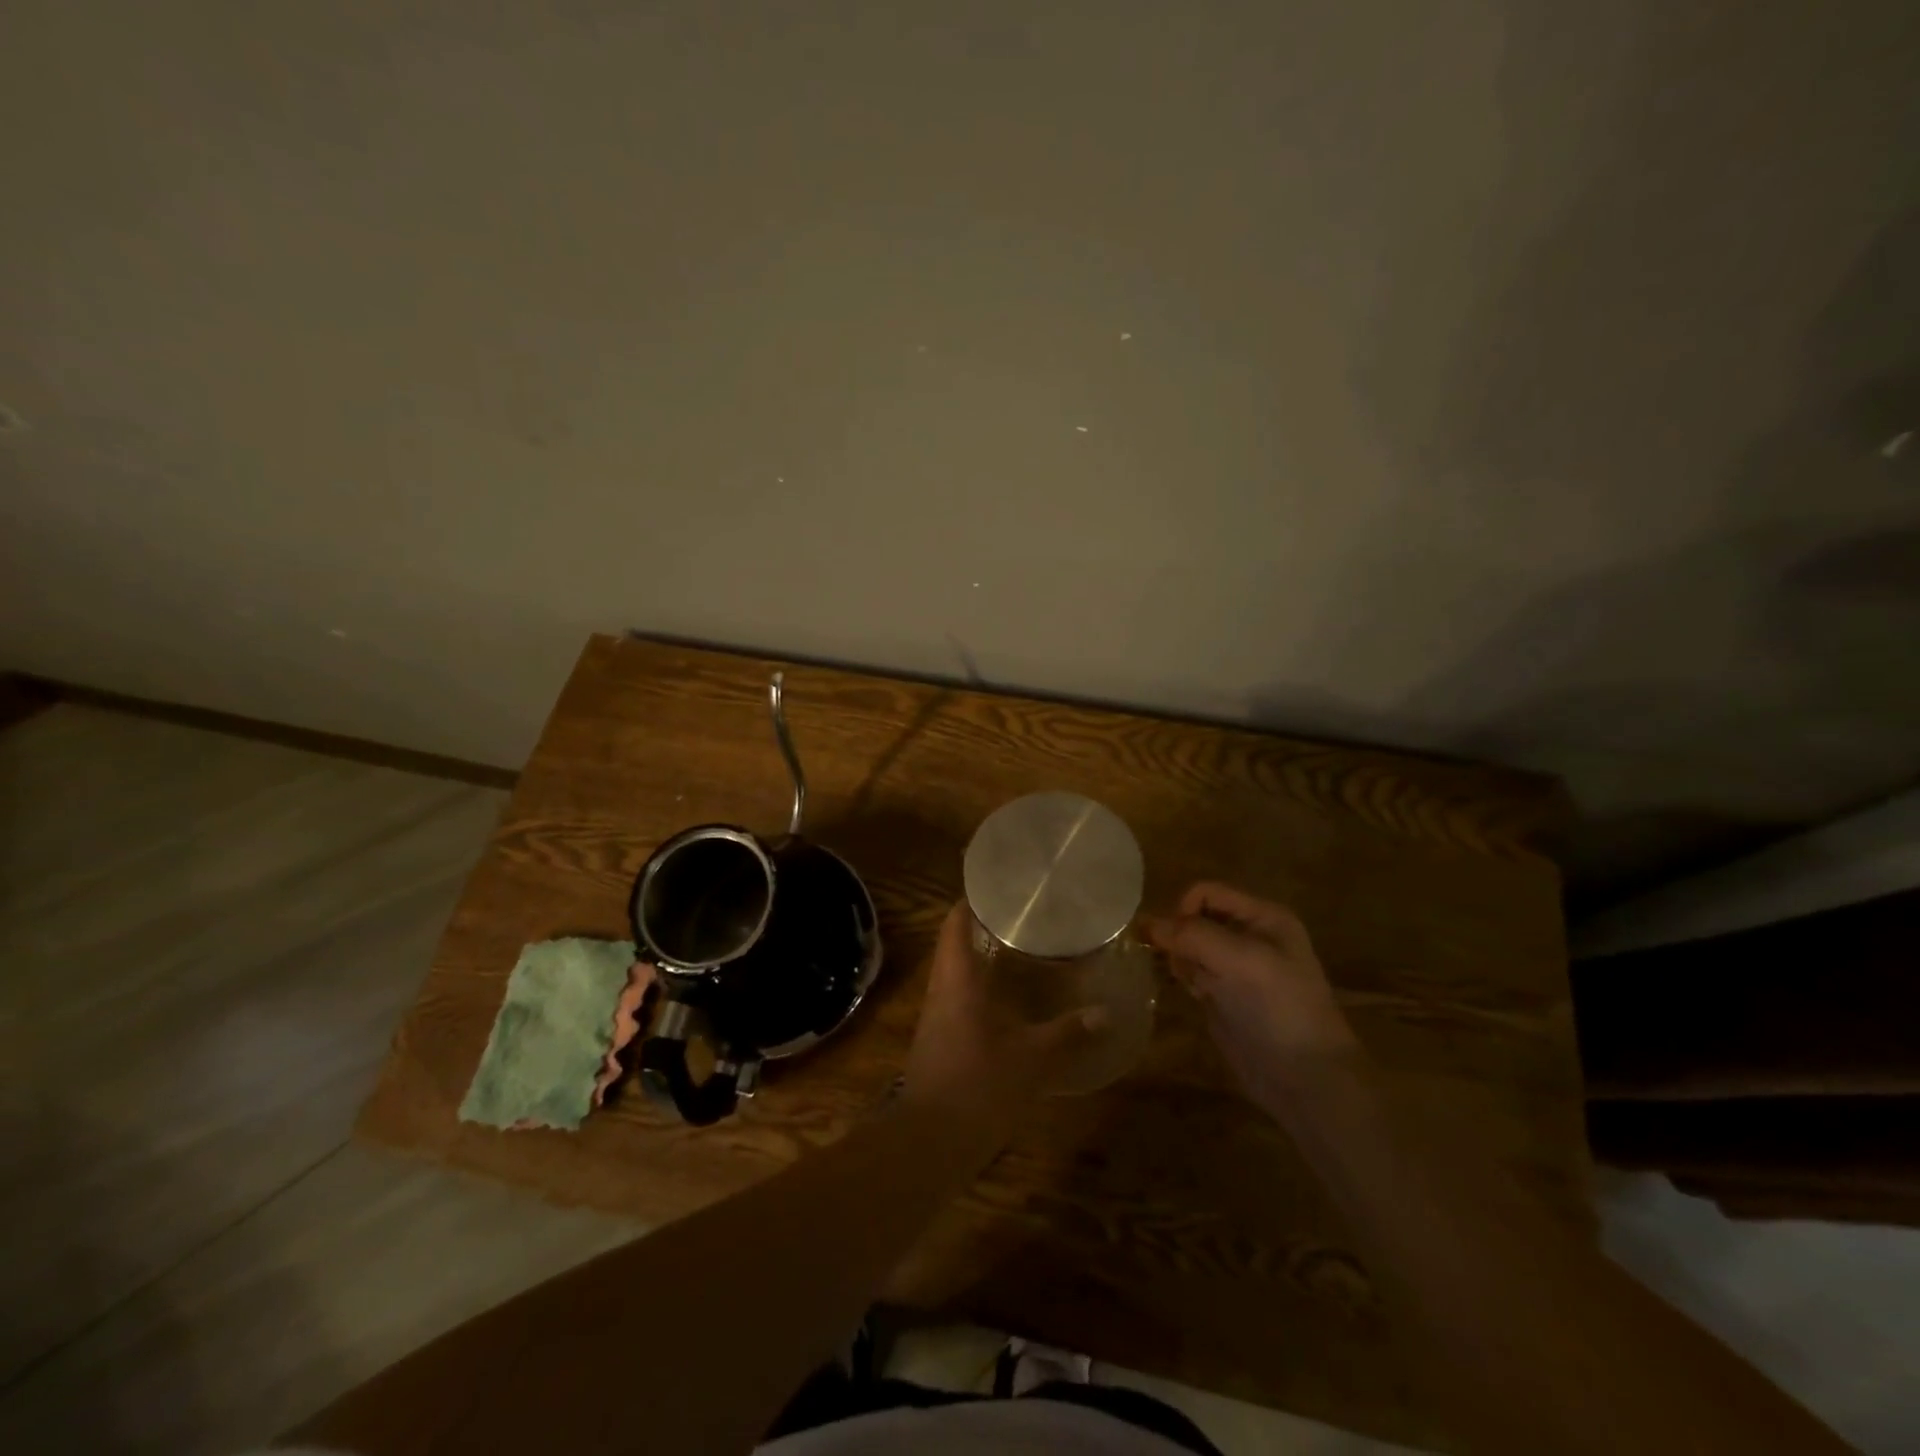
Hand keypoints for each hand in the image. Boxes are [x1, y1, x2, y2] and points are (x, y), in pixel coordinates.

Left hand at [902, 903, 1106, 1139]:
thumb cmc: (978, 1085)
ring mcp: (935, 1017)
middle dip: (981, 927)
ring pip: (954, 973)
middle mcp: (941, 990)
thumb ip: (1069, 1034)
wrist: (929, 1141)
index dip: (972, 901)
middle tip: (1019, 918)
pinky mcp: (937, 1041)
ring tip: (1017, 951)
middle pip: (953, 945)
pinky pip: (956, 999)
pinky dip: (978, 989)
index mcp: (957, 979)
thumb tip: (1106, 1013)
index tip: (999, 889)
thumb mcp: (1033, 1059)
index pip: (955, 924)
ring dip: (979, 958)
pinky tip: (1005, 1001)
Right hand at [1145, 882, 1360, 1106]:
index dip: (1183, 910)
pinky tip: (1191, 995)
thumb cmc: (1280, 1009)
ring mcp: (1236, 968)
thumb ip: (1193, 936)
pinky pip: (1191, 973)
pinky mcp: (1223, 996)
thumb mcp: (1241, 961)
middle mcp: (1249, 936)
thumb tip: (1146, 923)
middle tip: (1182, 966)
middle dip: (1179, 937)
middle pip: (1194, 918)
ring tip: (1191, 984)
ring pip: (1188, 946)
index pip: (1206, 893)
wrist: (1306, 1080)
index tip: (1173, 942)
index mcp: (1263, 917)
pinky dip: (1182, 977)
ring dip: (1177, 958)